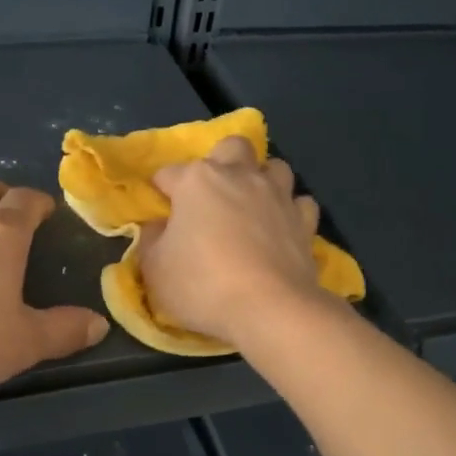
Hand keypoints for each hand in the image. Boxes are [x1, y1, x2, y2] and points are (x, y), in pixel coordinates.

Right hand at [139, 137, 330, 347]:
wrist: (269, 308)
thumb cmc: (202, 285)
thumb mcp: (155, 270)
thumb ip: (151, 241)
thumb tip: (158, 227)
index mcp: (197, 181)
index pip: (168, 174)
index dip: (161, 192)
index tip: (160, 213)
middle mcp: (239, 176)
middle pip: (232, 147)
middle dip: (222, 161)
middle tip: (213, 194)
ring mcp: (277, 195)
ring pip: (275, 167)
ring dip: (262, 180)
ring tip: (252, 206)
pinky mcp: (305, 221)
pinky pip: (300, 203)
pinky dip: (291, 211)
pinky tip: (282, 227)